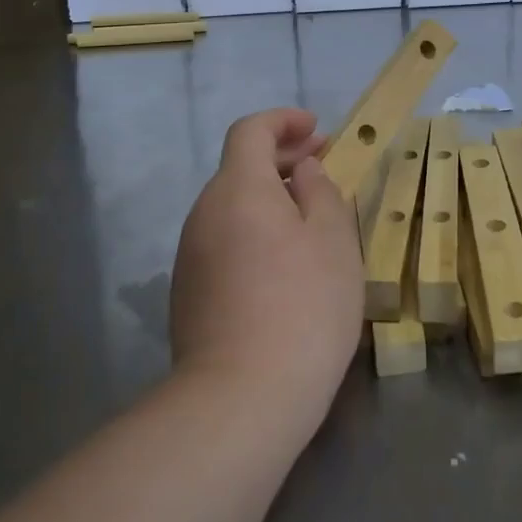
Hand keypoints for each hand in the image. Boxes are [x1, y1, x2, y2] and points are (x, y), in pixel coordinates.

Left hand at [170, 109, 363, 427]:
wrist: (241, 400)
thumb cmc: (303, 306)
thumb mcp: (333, 239)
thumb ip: (320, 191)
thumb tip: (302, 171)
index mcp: (238, 188)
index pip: (250, 131)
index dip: (283, 121)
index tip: (316, 129)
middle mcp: (204, 213)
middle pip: (239, 168)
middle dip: (281, 159)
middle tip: (322, 168)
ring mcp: (190, 256)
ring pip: (231, 207)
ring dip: (268, 198)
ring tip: (310, 219)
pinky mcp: (188, 294)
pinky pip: (224, 241)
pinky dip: (253, 232)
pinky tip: (283, 265)